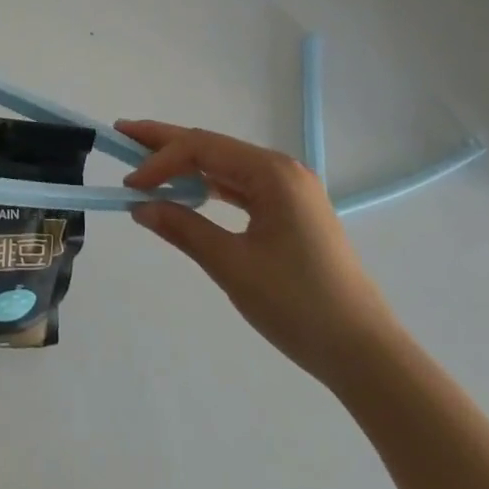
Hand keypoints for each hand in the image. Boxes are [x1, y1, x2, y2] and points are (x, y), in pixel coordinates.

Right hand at [120, 120, 399, 385]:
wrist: (366, 355)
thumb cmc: (298, 306)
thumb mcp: (232, 266)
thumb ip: (183, 229)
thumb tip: (141, 207)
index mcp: (272, 173)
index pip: (202, 149)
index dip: (160, 160)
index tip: (129, 185)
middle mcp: (282, 170)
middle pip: (213, 147)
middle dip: (166, 143)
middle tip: (122, 133)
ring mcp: (290, 191)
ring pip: (225, 166)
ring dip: (186, 165)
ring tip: (146, 161)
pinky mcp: (292, 213)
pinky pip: (240, 187)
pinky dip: (209, 187)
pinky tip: (187, 192)